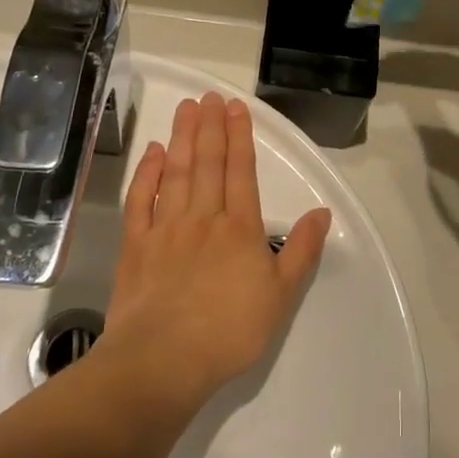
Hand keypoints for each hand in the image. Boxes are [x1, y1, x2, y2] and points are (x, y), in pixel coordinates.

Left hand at [103, 93, 330, 404]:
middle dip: (210, 127)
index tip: (235, 107)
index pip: (241, 171)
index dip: (240, 136)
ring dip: (182, 138)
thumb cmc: (229, 331)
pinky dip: (146, 174)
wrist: (163, 361)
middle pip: (208, 163)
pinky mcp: (136, 246)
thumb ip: (302, 251)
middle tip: (209, 96)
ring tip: (186, 109)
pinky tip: (152, 153)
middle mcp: (202, 218)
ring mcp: (165, 229)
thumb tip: (322, 212)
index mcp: (239, 228)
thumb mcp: (281, 296)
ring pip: (176, 173)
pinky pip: (140, 200)